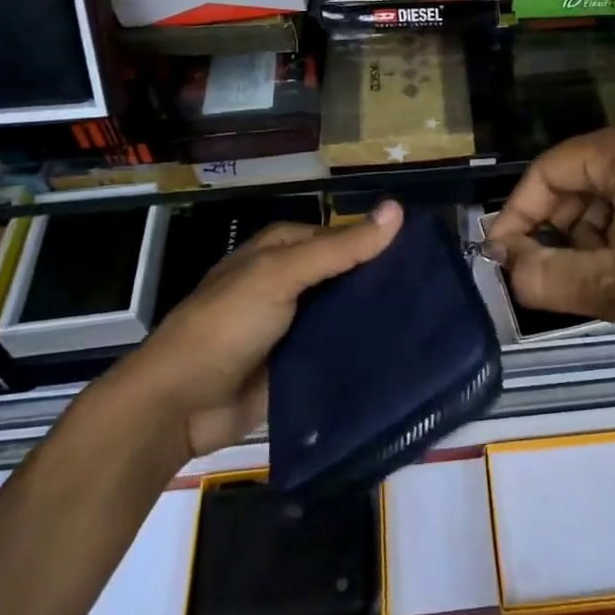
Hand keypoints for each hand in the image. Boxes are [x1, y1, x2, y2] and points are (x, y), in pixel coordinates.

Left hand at [119, 200, 403, 456]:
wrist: (179, 405)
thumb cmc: (226, 325)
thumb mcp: (280, 275)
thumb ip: (339, 248)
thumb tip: (397, 209)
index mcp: (282, 249)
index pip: (343, 237)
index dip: (380, 243)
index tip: (427, 256)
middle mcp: (290, 281)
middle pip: (346, 276)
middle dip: (382, 283)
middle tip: (435, 295)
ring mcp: (294, 325)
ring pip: (345, 314)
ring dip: (376, 319)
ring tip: (429, 324)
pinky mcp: (298, 364)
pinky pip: (337, 351)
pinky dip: (362, 351)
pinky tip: (401, 356)